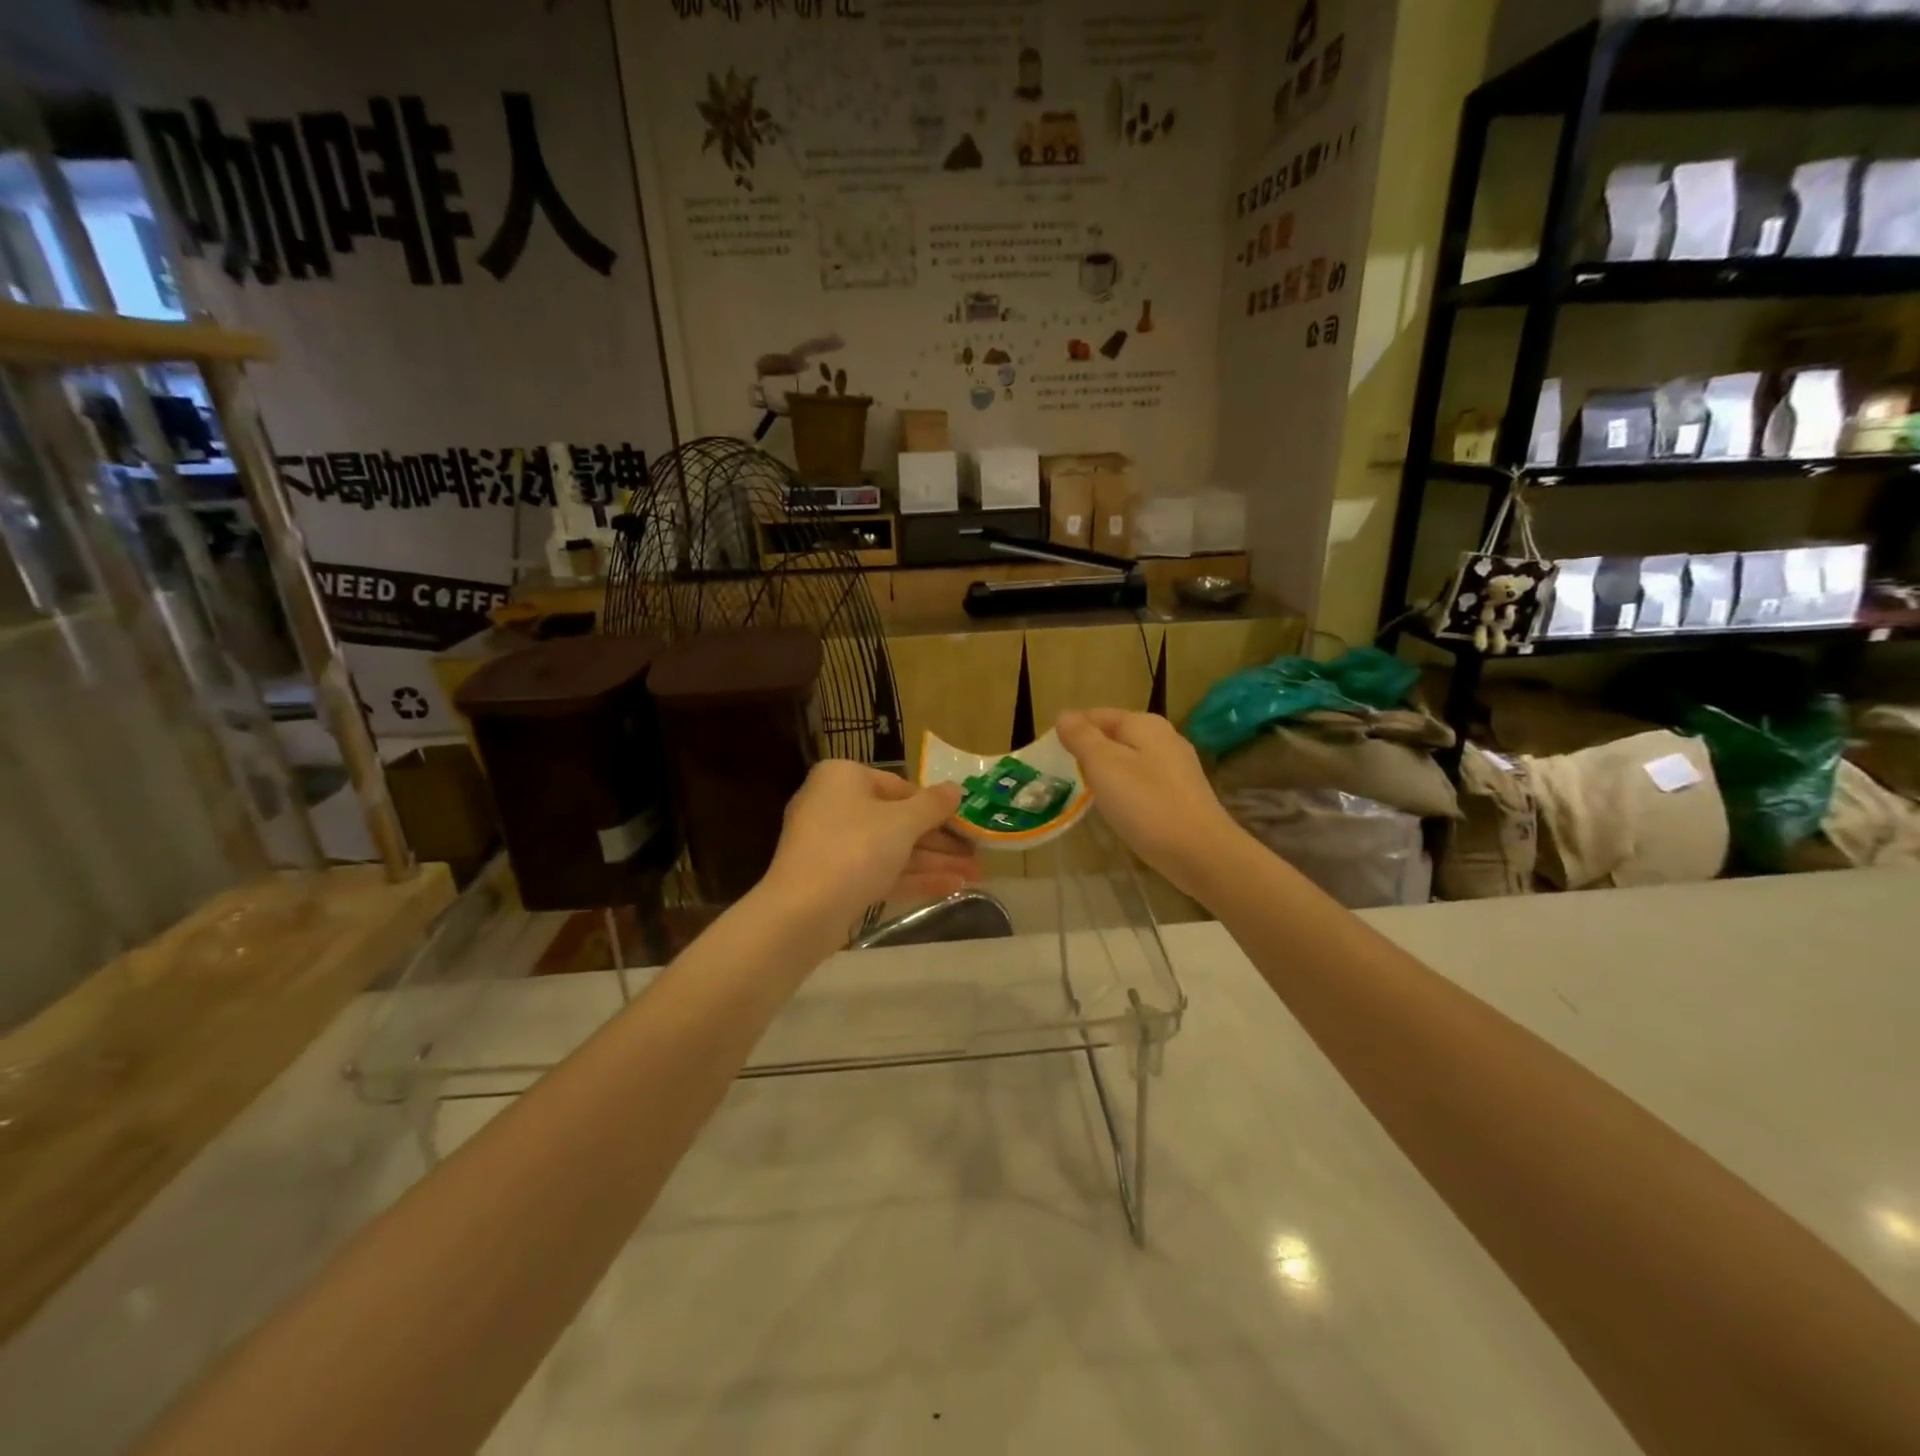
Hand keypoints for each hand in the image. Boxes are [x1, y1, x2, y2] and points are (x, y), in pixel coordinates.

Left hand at [764, 761, 978, 933]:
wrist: (802, 912)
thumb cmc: (855, 849)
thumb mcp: (902, 822)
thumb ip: (933, 805)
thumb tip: (956, 789)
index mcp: (844, 777)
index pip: (901, 787)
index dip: (938, 808)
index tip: (967, 825)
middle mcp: (835, 805)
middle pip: (898, 820)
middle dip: (941, 841)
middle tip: (977, 856)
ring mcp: (833, 845)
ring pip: (892, 849)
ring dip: (934, 862)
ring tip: (976, 876)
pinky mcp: (835, 880)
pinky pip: (880, 872)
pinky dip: (914, 878)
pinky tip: (952, 888)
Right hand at [1057, 709, 1243, 898]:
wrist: (1201, 853)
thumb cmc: (1146, 805)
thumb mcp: (1104, 766)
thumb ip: (1082, 738)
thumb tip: (1064, 715)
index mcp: (1144, 724)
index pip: (1097, 714)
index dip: (1071, 729)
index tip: (1050, 755)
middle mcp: (1164, 737)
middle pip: (1115, 735)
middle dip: (1089, 750)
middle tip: (1064, 775)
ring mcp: (1178, 766)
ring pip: (1130, 758)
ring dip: (1107, 770)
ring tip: (1086, 792)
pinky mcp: (1183, 793)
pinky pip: (1144, 780)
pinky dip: (1126, 788)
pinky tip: (1118, 807)